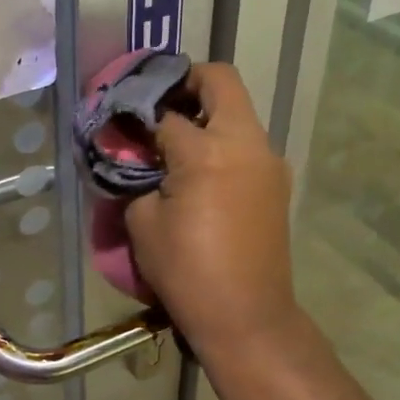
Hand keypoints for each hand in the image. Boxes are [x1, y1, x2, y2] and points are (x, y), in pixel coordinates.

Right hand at [124, 64, 305, 358]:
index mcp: (208, 150)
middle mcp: (246, 143)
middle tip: (158, 107)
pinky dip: (222, 141)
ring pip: (237, 112)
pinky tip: (200, 172)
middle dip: (186, 84)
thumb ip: (136, 176)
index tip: (122, 120)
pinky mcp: (277, 182)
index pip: (166, 111)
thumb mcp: (143, 221)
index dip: (139, 112)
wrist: (248, 317)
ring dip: (207, 114)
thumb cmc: (187, 271)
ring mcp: (268, 161)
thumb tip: (137, 156)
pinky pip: (247, 143)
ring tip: (175, 144)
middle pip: (220, 82)